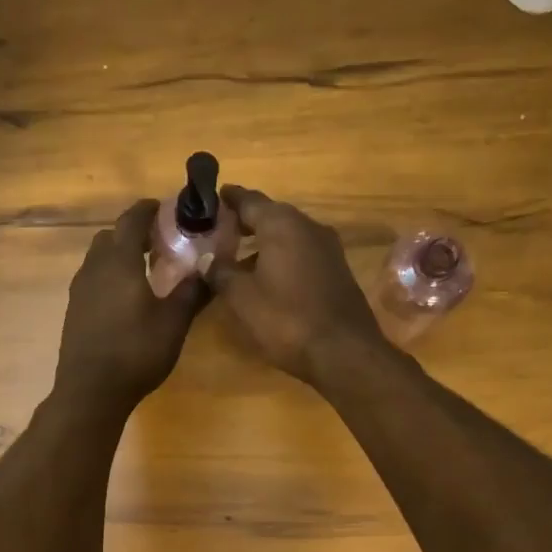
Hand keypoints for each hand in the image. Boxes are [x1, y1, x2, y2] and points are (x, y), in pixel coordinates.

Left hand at [54, 199, 207, 413]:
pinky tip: (125, 298)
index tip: (165, 208)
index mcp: (120, 262)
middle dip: (133, 232)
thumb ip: (192, 291)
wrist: (90, 391)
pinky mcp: (73, 309)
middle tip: (159, 242)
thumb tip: (209, 267)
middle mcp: (94, 268)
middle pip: (110, 236)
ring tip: (145, 270)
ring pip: (98, 257)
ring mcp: (79, 289)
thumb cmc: (136, 352)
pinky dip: (109, 275)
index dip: (148, 210)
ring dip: (119, 254)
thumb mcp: (174, 322)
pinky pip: (92, 278)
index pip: (131, 220)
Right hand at [205, 186, 382, 382]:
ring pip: (288, 235)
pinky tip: (267, 277)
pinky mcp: (337, 270)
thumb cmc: (286, 319)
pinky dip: (281, 257)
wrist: (343, 352)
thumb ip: (220, 272)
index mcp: (282, 224)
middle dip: (245, 221)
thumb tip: (208, 259)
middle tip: (219, 230)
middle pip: (271, 215)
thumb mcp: (241, 297)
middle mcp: (308, 226)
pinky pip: (301, 253)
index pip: (249, 200)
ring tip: (238, 256)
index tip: (209, 199)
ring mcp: (328, 248)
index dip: (227, 199)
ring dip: (263, 242)